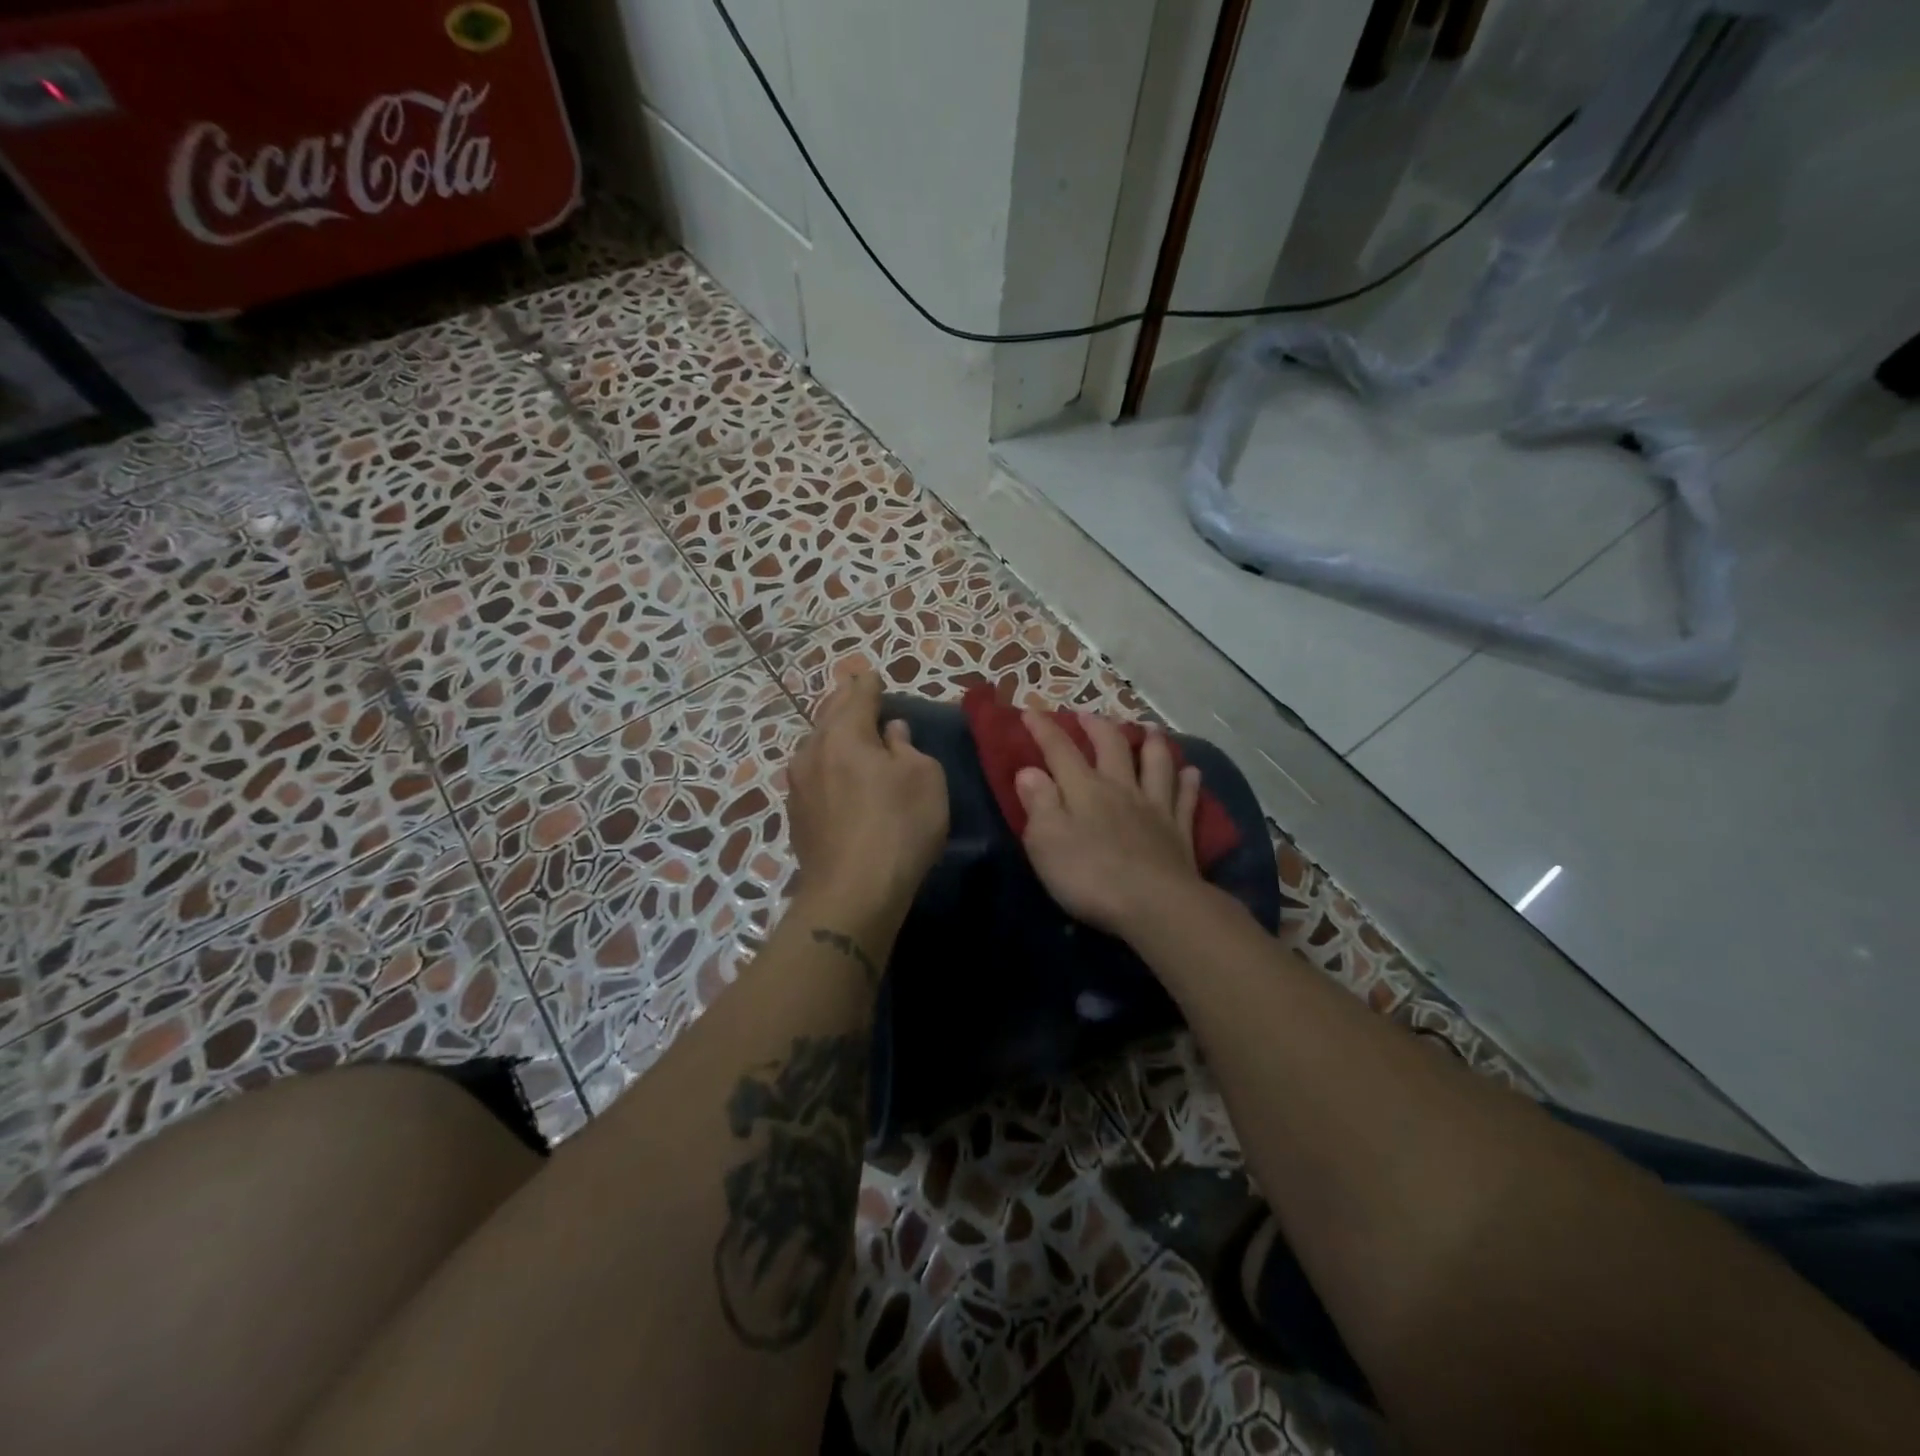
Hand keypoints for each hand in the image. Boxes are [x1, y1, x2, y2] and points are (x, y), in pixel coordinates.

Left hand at [788, 673, 948, 912]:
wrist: (852, 892)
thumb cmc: (899, 826)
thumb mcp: (924, 778)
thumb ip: (906, 746)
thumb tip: (891, 731)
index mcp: (845, 733)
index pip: (858, 694)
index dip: (869, 683)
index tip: (873, 675)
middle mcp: (813, 750)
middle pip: (829, 714)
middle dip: (845, 701)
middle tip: (858, 692)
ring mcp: (799, 784)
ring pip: (816, 744)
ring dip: (833, 733)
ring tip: (847, 731)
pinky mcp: (796, 814)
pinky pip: (813, 772)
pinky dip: (827, 762)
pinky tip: (836, 772)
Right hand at [1014, 711, 1204, 938]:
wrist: (1156, 905)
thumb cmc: (1090, 876)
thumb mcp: (1046, 841)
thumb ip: (1038, 803)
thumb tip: (1029, 771)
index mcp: (1084, 790)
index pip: (1060, 750)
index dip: (1044, 729)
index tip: (1030, 711)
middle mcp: (1121, 789)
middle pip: (1112, 747)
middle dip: (1098, 727)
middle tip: (1089, 715)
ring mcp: (1155, 808)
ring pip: (1156, 764)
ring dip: (1152, 743)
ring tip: (1150, 729)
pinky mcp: (1180, 832)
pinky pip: (1185, 799)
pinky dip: (1188, 783)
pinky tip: (1192, 773)